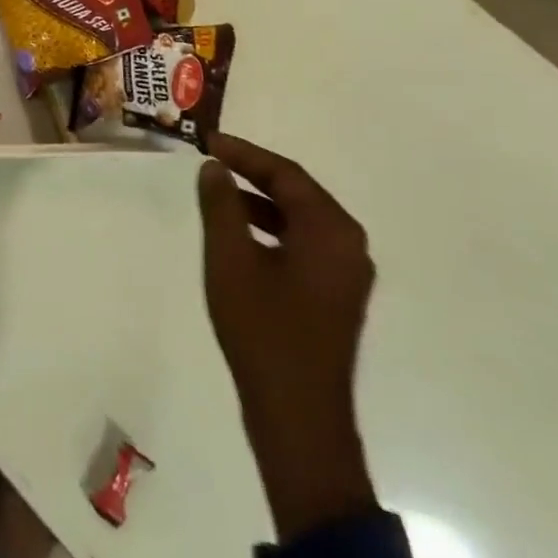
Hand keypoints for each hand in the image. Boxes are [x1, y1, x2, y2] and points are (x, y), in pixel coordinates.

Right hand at [198, 132, 378, 539]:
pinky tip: (240, 236)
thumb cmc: (263, 330)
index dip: (244, 153)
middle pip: (298, 193)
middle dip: (253, 173)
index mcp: (331, 230)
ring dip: (260, 202)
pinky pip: (304, 244)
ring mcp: (346, 273)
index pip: (286, 174)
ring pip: (300, 220)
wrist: (299, 415)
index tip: (208, 142)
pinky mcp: (336, 295)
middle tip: (212, 160)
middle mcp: (349, 244)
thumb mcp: (230, 260)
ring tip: (218, 192)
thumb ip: (220, 206)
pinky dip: (272, 230)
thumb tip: (215, 168)